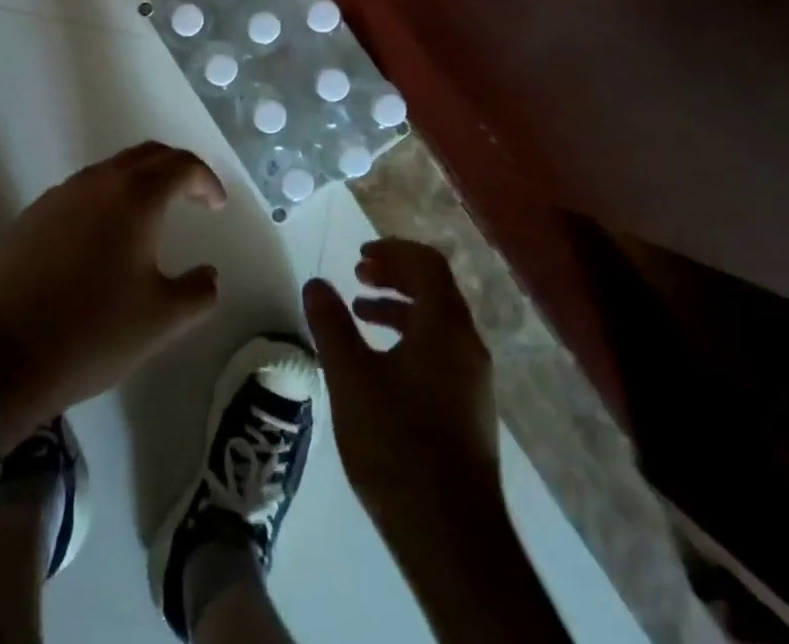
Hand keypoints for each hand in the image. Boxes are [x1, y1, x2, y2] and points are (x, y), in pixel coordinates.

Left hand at [0, 142, 226, 447]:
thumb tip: (208, 275)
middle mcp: (97, 182)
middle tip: (192, 197)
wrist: (0, 355)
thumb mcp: (161, 321)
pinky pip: (82, 192)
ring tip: (151, 217)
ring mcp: (60, 195)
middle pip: (145, 155)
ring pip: (110, 170)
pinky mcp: (33, 215)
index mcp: (135, 197)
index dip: (206, 180)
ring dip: (138, 182)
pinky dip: (106, 199)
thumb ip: (198, 292)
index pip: (181, 165)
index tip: (216, 206)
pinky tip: (104, 239)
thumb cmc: (92, 331)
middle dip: (175, 169)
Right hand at [303, 239, 501, 535]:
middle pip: (435, 289)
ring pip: (438, 321)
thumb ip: (331, 325)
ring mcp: (473, 379)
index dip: (392, 251)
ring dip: (400, 306)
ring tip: (360, 313)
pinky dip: (410, 337)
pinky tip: (380, 363)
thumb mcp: (351, 378)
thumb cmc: (397, 444)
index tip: (359, 255)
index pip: (426, 264)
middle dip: (395, 275)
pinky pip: (440, 350)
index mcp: (445, 327)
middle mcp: (467, 345)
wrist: (451, 537)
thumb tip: (316, 283)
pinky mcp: (469, 409)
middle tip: (357, 275)